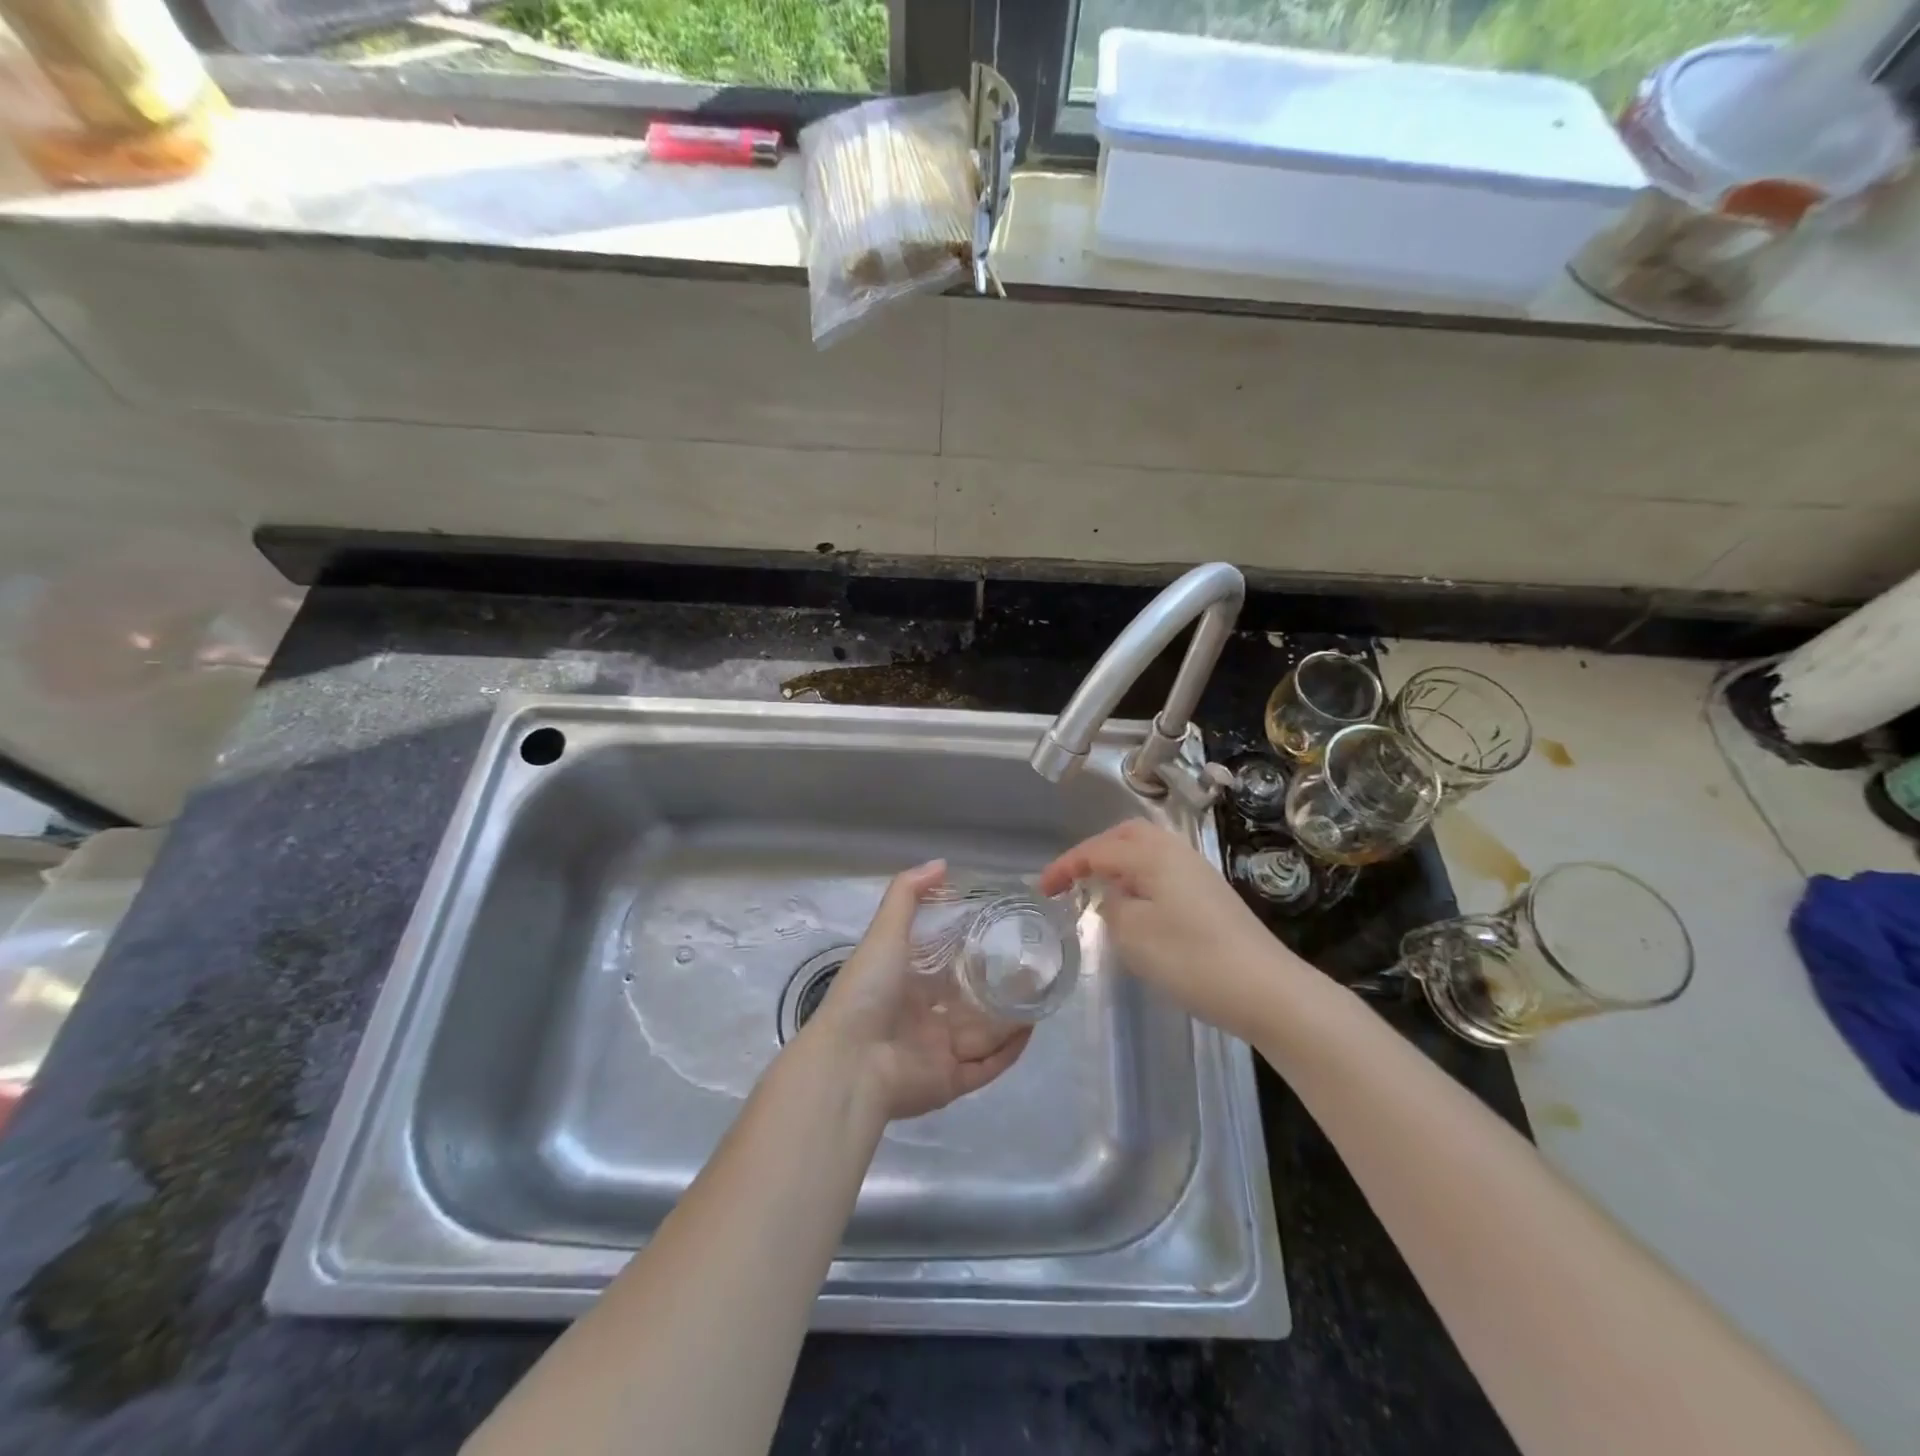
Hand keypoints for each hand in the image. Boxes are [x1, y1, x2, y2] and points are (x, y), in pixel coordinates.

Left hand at [810, 861, 1031, 1121]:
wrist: (851, 1061)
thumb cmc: (868, 991)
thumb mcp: (885, 932)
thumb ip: (908, 895)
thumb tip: (942, 864)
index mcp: (904, 983)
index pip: (944, 964)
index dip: (971, 949)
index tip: (1004, 930)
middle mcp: (922, 1017)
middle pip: (968, 1000)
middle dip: (998, 986)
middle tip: (1032, 964)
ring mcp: (937, 1051)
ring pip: (983, 1033)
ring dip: (1010, 1017)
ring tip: (1041, 993)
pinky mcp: (950, 1081)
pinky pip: (986, 1066)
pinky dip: (1009, 1051)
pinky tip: (1031, 1029)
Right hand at [1038, 820, 1306, 1043]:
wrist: (1266, 989)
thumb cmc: (1191, 958)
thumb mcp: (1133, 934)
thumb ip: (1112, 906)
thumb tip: (1115, 895)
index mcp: (1152, 854)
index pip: (1097, 850)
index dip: (1065, 867)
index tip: (1042, 889)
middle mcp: (1176, 851)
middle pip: (1126, 836)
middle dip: (1094, 852)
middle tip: (1072, 879)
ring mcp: (1198, 872)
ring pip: (1148, 852)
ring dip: (1119, 864)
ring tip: (1100, 891)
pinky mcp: (1211, 895)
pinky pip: (1163, 871)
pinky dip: (1140, 879)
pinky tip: (1138, 909)